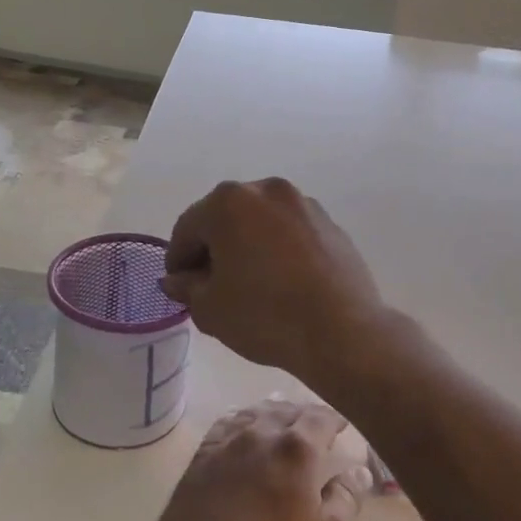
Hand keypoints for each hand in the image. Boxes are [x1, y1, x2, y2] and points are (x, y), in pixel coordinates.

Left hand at [145, 400, 371, 520]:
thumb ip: (346, 501)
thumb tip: (357, 472)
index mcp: (296, 449)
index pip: (320, 418)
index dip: (334, 418)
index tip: (342, 423)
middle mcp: (260, 434)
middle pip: (286, 410)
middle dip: (304, 414)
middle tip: (315, 425)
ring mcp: (225, 444)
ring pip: (254, 414)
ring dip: (272, 414)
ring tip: (282, 422)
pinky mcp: (200, 458)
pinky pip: (225, 426)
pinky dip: (241, 422)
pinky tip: (243, 431)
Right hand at [160, 178, 385, 386]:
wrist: (342, 331)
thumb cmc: (264, 315)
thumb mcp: (209, 308)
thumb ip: (186, 287)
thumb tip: (178, 279)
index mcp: (228, 202)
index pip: (188, 228)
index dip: (178, 260)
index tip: (181, 287)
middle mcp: (266, 190)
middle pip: (225, 217)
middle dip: (214, 248)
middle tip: (212, 286)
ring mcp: (304, 204)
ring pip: (260, 222)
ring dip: (248, 245)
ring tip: (251, 284)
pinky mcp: (331, 224)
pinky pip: (291, 233)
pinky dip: (279, 249)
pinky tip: (283, 282)